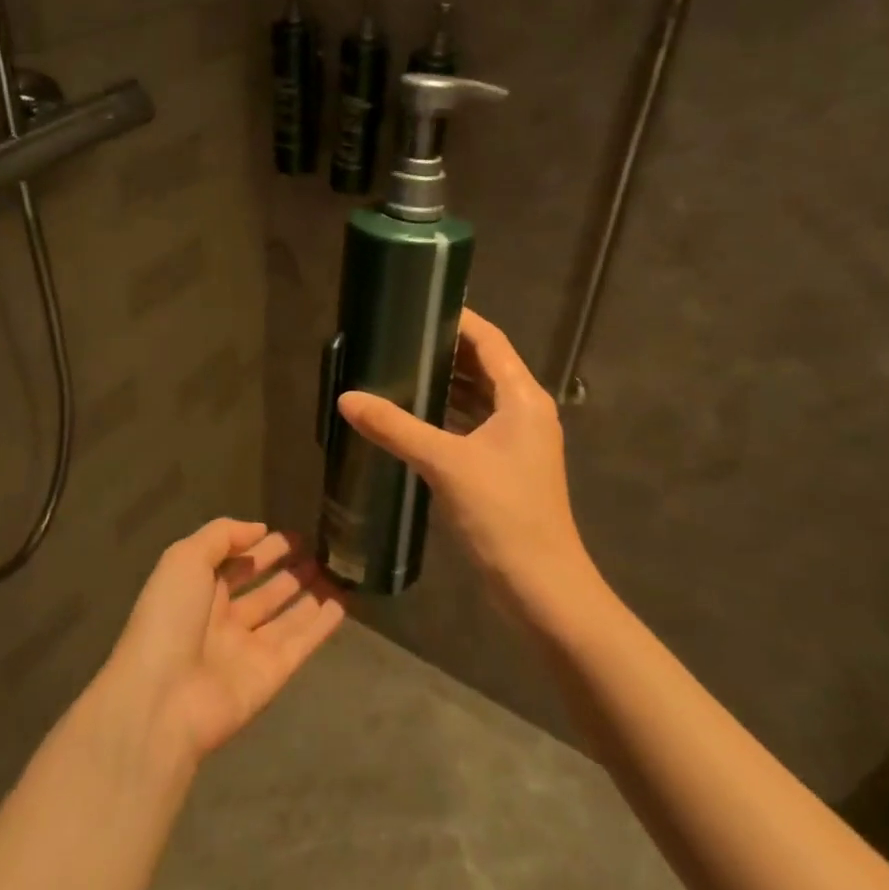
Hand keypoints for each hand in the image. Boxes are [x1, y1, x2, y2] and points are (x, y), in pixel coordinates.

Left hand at [103, 519, 344, 767]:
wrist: (163, 700)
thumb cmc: (168, 620)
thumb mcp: (184, 559)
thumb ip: (222, 536)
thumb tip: (259, 529)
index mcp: (197, 592)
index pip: (233, 564)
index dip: (258, 547)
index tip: (289, 534)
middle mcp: (223, 620)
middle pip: (261, 591)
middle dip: (286, 571)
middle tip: (317, 551)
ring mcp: (248, 649)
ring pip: (285, 617)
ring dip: (308, 595)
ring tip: (335, 572)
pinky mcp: (272, 675)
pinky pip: (301, 644)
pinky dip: (322, 625)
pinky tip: (342, 604)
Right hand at [337, 309, 594, 612]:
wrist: (541, 584)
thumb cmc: (502, 513)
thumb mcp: (444, 464)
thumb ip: (395, 428)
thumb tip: (347, 399)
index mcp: (522, 398)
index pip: (490, 341)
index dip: (459, 320)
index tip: (419, 305)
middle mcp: (526, 411)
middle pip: (486, 366)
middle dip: (447, 350)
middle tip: (400, 337)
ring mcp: (520, 440)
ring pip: (481, 397)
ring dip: (448, 383)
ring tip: (402, 368)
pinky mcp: (508, 466)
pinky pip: (477, 424)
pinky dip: (451, 414)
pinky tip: (418, 417)